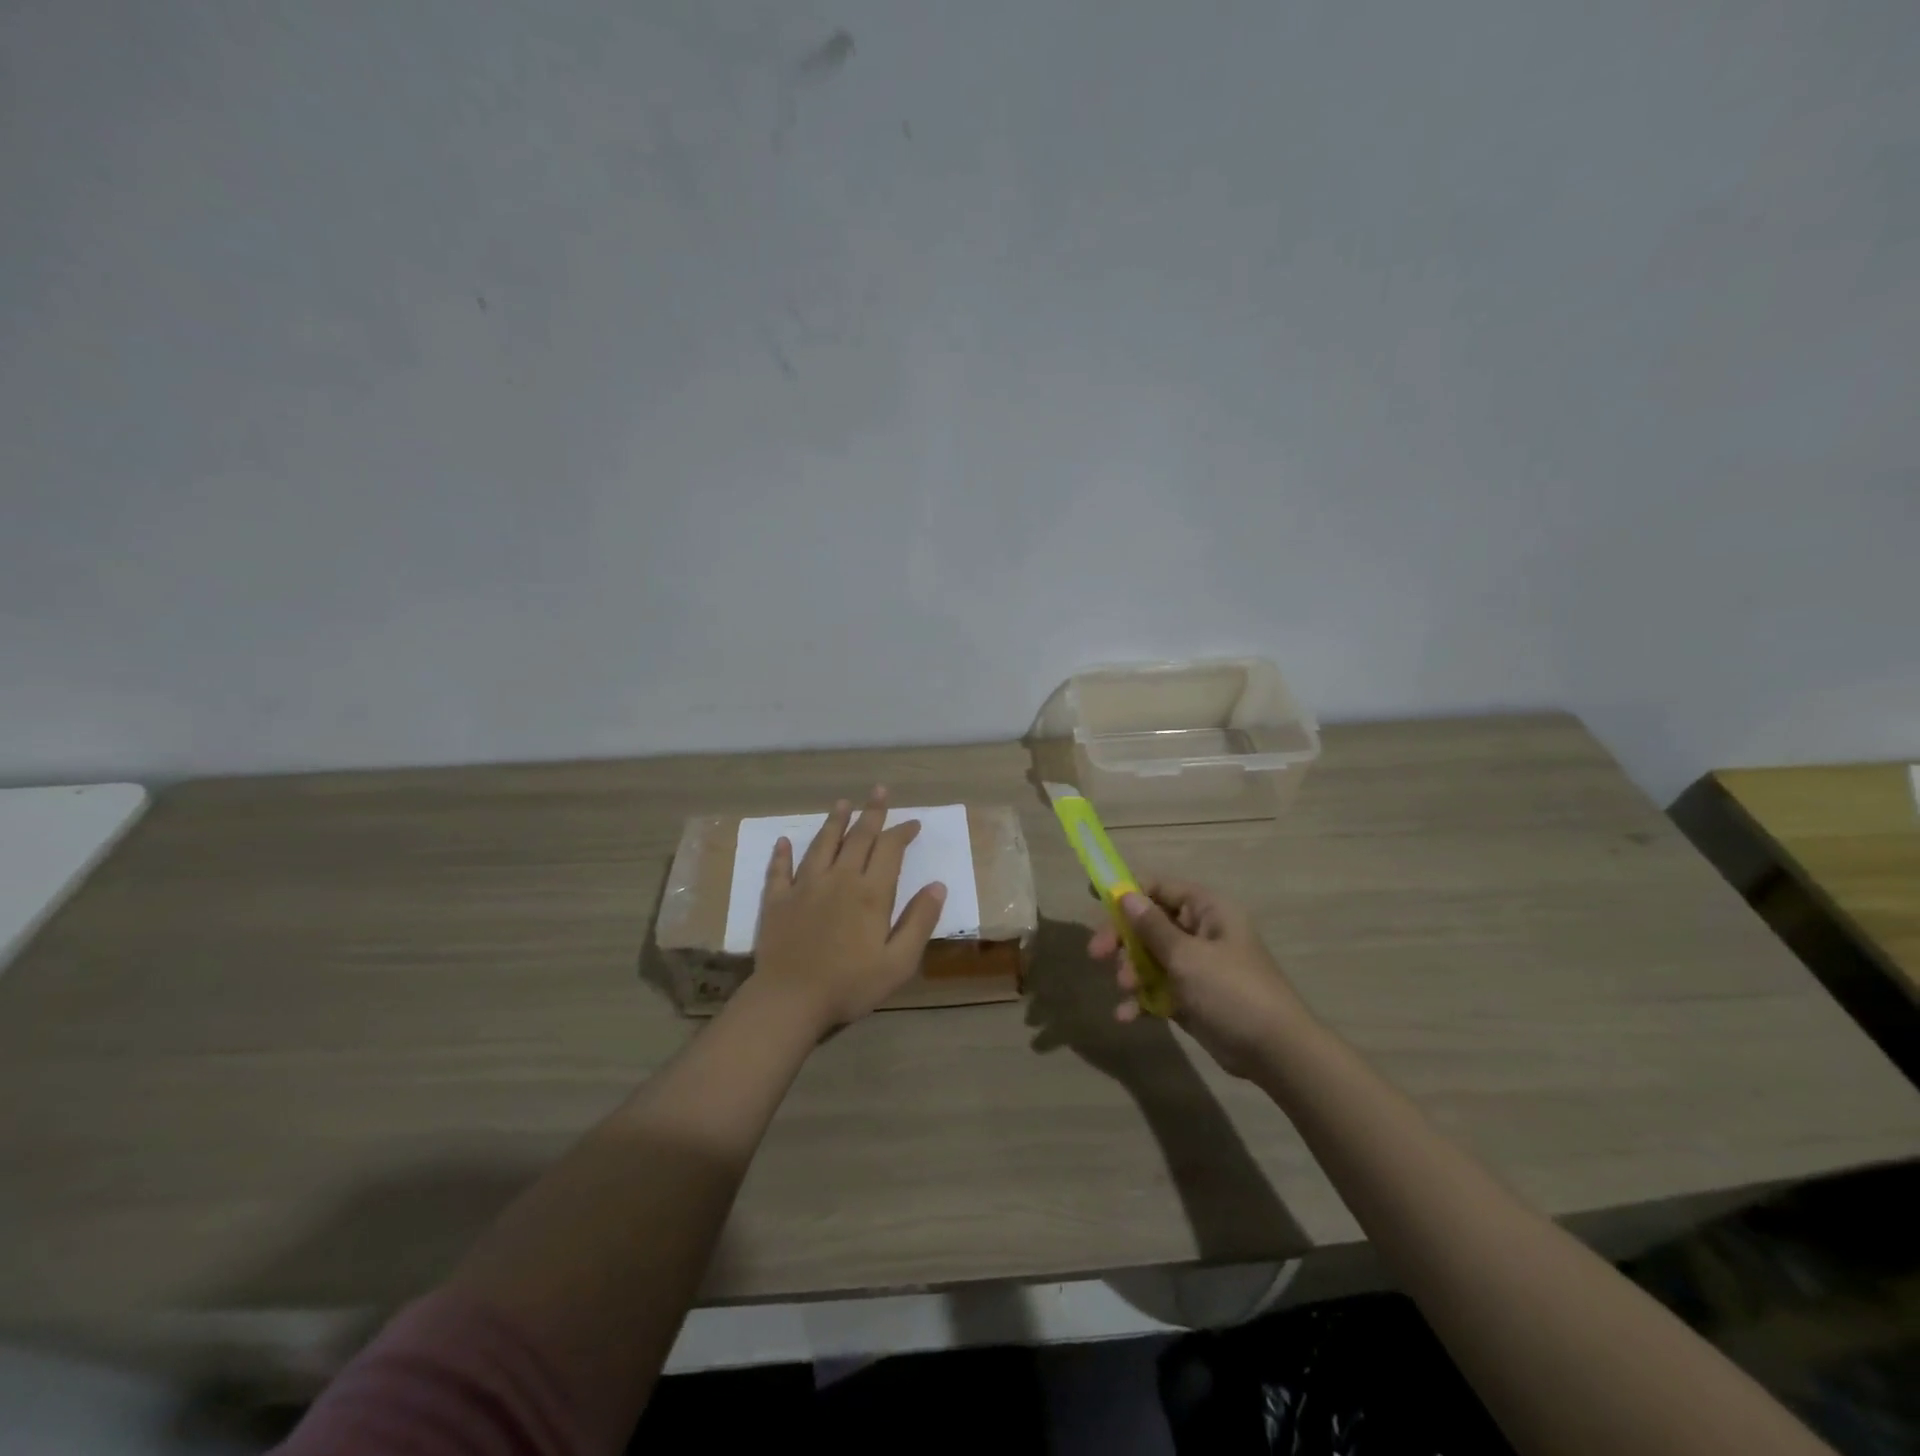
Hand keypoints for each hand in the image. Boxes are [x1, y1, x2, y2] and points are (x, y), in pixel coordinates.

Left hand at [752, 787, 946, 1034]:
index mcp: (870, 892)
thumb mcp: (899, 962)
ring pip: (821, 844)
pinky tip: (784, 841)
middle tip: (879, 791)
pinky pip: (780, 870)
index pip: (890, 850)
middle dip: (871, 812)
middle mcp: (839, 878)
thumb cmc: (850, 985)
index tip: (913, 823)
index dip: (902, 832)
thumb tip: (938, 886)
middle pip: (858, 837)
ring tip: (843, 803)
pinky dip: (782, 854)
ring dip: (834, 822)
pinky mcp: (777, 900)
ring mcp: (804, 886)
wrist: (790, 1000)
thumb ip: (919, 921)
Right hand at [1088, 878, 1308, 1078]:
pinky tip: (1125, 1015)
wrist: (1276, 1052)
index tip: (1095, 899)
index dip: (1128, 891)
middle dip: (1123, 939)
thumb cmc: (1232, 991)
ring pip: (1151, 958)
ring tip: (1125, 988)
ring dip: (1132, 971)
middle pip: (1150, 924)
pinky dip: (1142, 999)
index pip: (1160, 888)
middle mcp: (1201, 932)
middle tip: (1097, 954)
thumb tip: (1125, 895)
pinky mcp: (1193, 997)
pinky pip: (1159, 989)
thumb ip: (1152, 927)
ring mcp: (1197, 966)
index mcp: (1208, 910)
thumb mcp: (1187, 956)